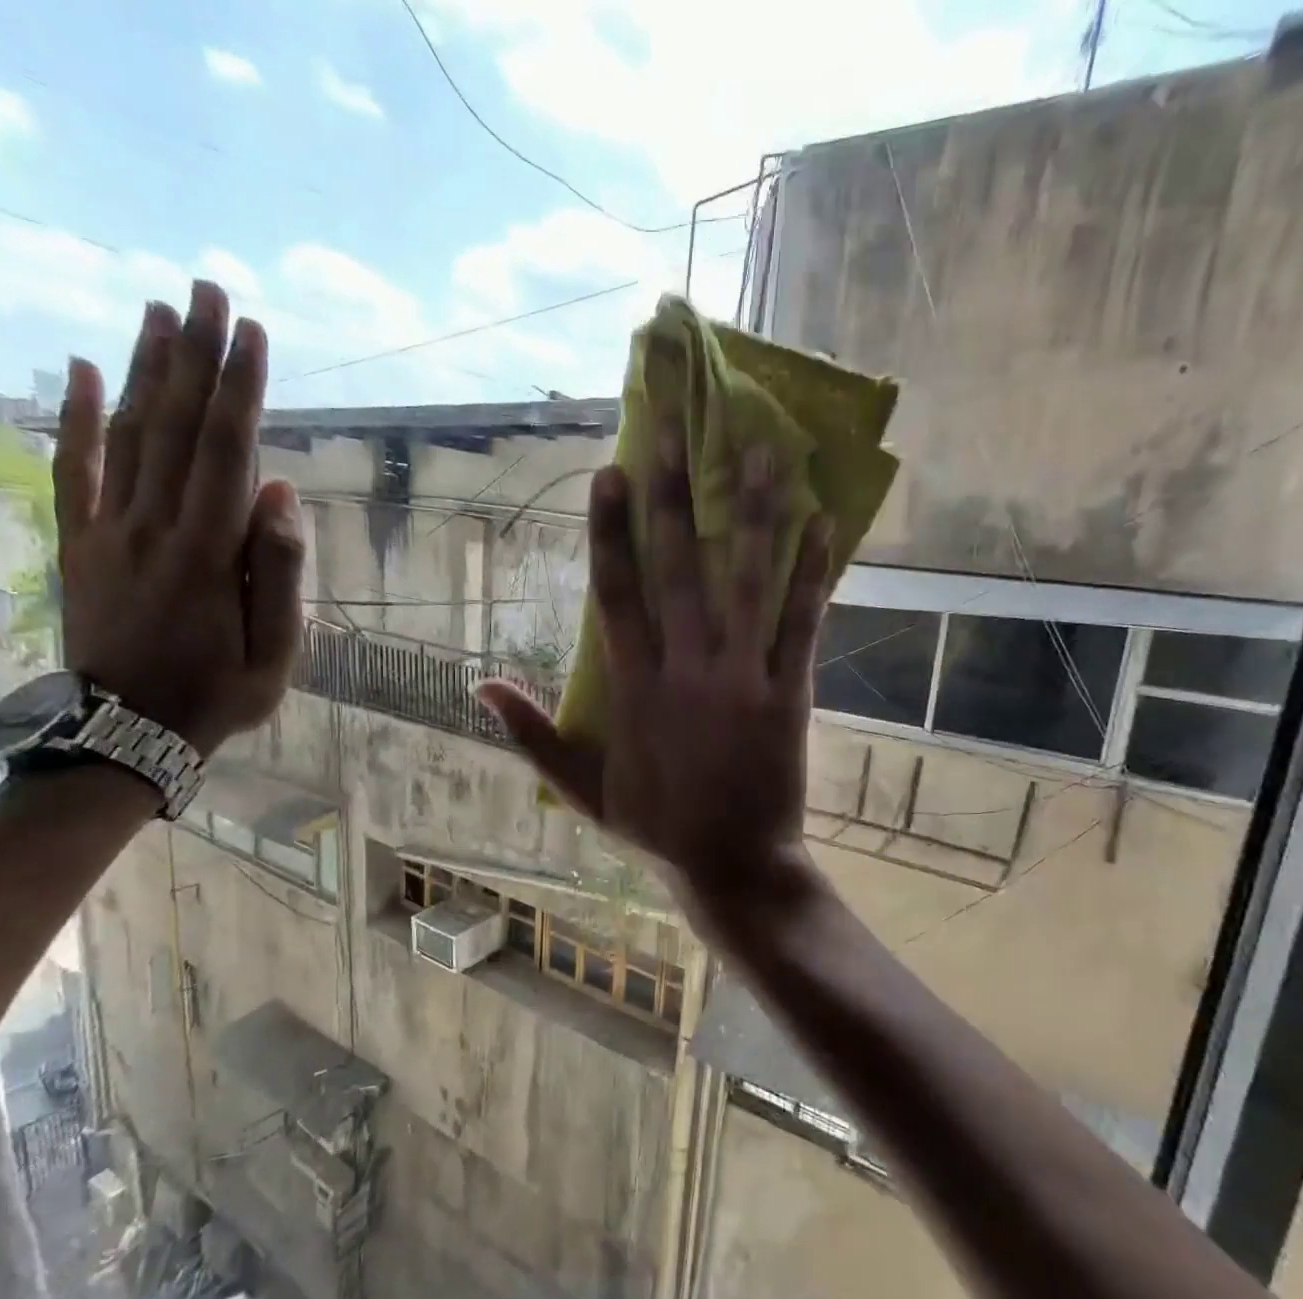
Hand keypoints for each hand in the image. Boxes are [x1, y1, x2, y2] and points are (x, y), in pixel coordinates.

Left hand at [52, 281, 305, 755]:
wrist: (127, 731)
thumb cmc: (218, 695)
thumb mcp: (276, 652)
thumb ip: (278, 573)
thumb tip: (281, 494)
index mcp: (208, 554)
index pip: (226, 452)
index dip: (239, 389)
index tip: (251, 333)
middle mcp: (154, 526)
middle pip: (174, 426)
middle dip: (193, 355)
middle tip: (204, 290)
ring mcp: (109, 530)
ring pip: (126, 435)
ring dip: (143, 368)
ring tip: (157, 310)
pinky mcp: (81, 542)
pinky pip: (74, 470)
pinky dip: (76, 417)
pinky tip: (82, 370)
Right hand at [477, 442, 831, 898]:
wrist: (730, 864)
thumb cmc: (656, 827)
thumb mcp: (581, 789)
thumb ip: (532, 735)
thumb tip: (480, 687)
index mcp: (634, 689)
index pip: (616, 595)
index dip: (610, 532)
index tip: (609, 473)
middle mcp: (685, 671)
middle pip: (677, 570)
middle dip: (673, 497)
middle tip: (675, 430)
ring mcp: (740, 679)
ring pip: (745, 583)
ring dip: (752, 514)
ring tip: (761, 450)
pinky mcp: (787, 694)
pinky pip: (800, 624)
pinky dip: (811, 574)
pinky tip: (823, 522)